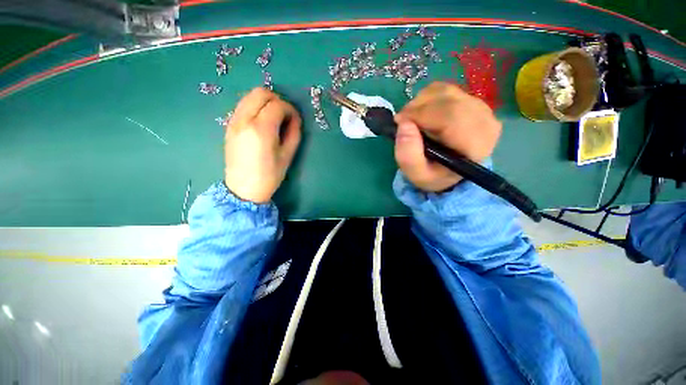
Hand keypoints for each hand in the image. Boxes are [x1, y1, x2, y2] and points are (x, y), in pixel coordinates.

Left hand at [223, 87, 301, 203]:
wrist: (243, 189)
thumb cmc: (269, 176)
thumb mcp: (287, 156)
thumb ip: (294, 133)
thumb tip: (295, 119)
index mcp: (261, 129)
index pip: (277, 105)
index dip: (290, 109)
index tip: (295, 120)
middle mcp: (244, 120)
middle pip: (261, 93)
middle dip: (277, 100)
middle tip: (285, 115)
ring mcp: (233, 121)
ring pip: (249, 96)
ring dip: (265, 102)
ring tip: (274, 118)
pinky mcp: (229, 126)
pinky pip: (243, 106)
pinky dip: (255, 108)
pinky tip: (262, 123)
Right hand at [394, 81, 501, 191]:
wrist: (450, 171)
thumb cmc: (433, 174)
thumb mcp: (416, 174)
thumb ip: (408, 155)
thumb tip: (404, 124)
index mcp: (474, 145)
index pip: (450, 117)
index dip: (421, 114)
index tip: (399, 121)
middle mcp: (485, 122)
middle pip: (448, 100)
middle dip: (418, 107)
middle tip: (402, 120)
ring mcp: (482, 109)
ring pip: (446, 91)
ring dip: (422, 101)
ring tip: (411, 118)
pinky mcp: (474, 101)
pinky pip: (447, 89)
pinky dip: (428, 97)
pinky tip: (422, 112)